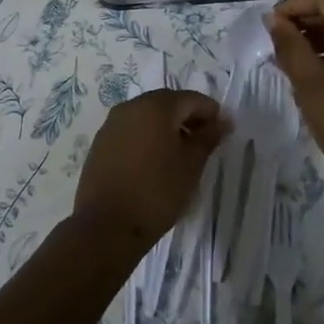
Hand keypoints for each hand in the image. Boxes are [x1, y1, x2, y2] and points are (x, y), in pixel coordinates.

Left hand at [72, 90, 228, 257]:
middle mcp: (130, 107)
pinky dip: (147, 137)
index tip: (223, 132)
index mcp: (155, 107)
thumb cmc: (157, 192)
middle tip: (204, 142)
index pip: (190, 98)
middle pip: (166, 103)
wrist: (106, 225)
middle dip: (188, 117)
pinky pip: (130, 130)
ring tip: (181, 154)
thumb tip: (222, 121)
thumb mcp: (191, 166)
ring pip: (146, 115)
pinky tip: (155, 161)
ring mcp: (111, 124)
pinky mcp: (100, 143)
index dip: (210, 112)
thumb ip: (207, 138)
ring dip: (167, 127)